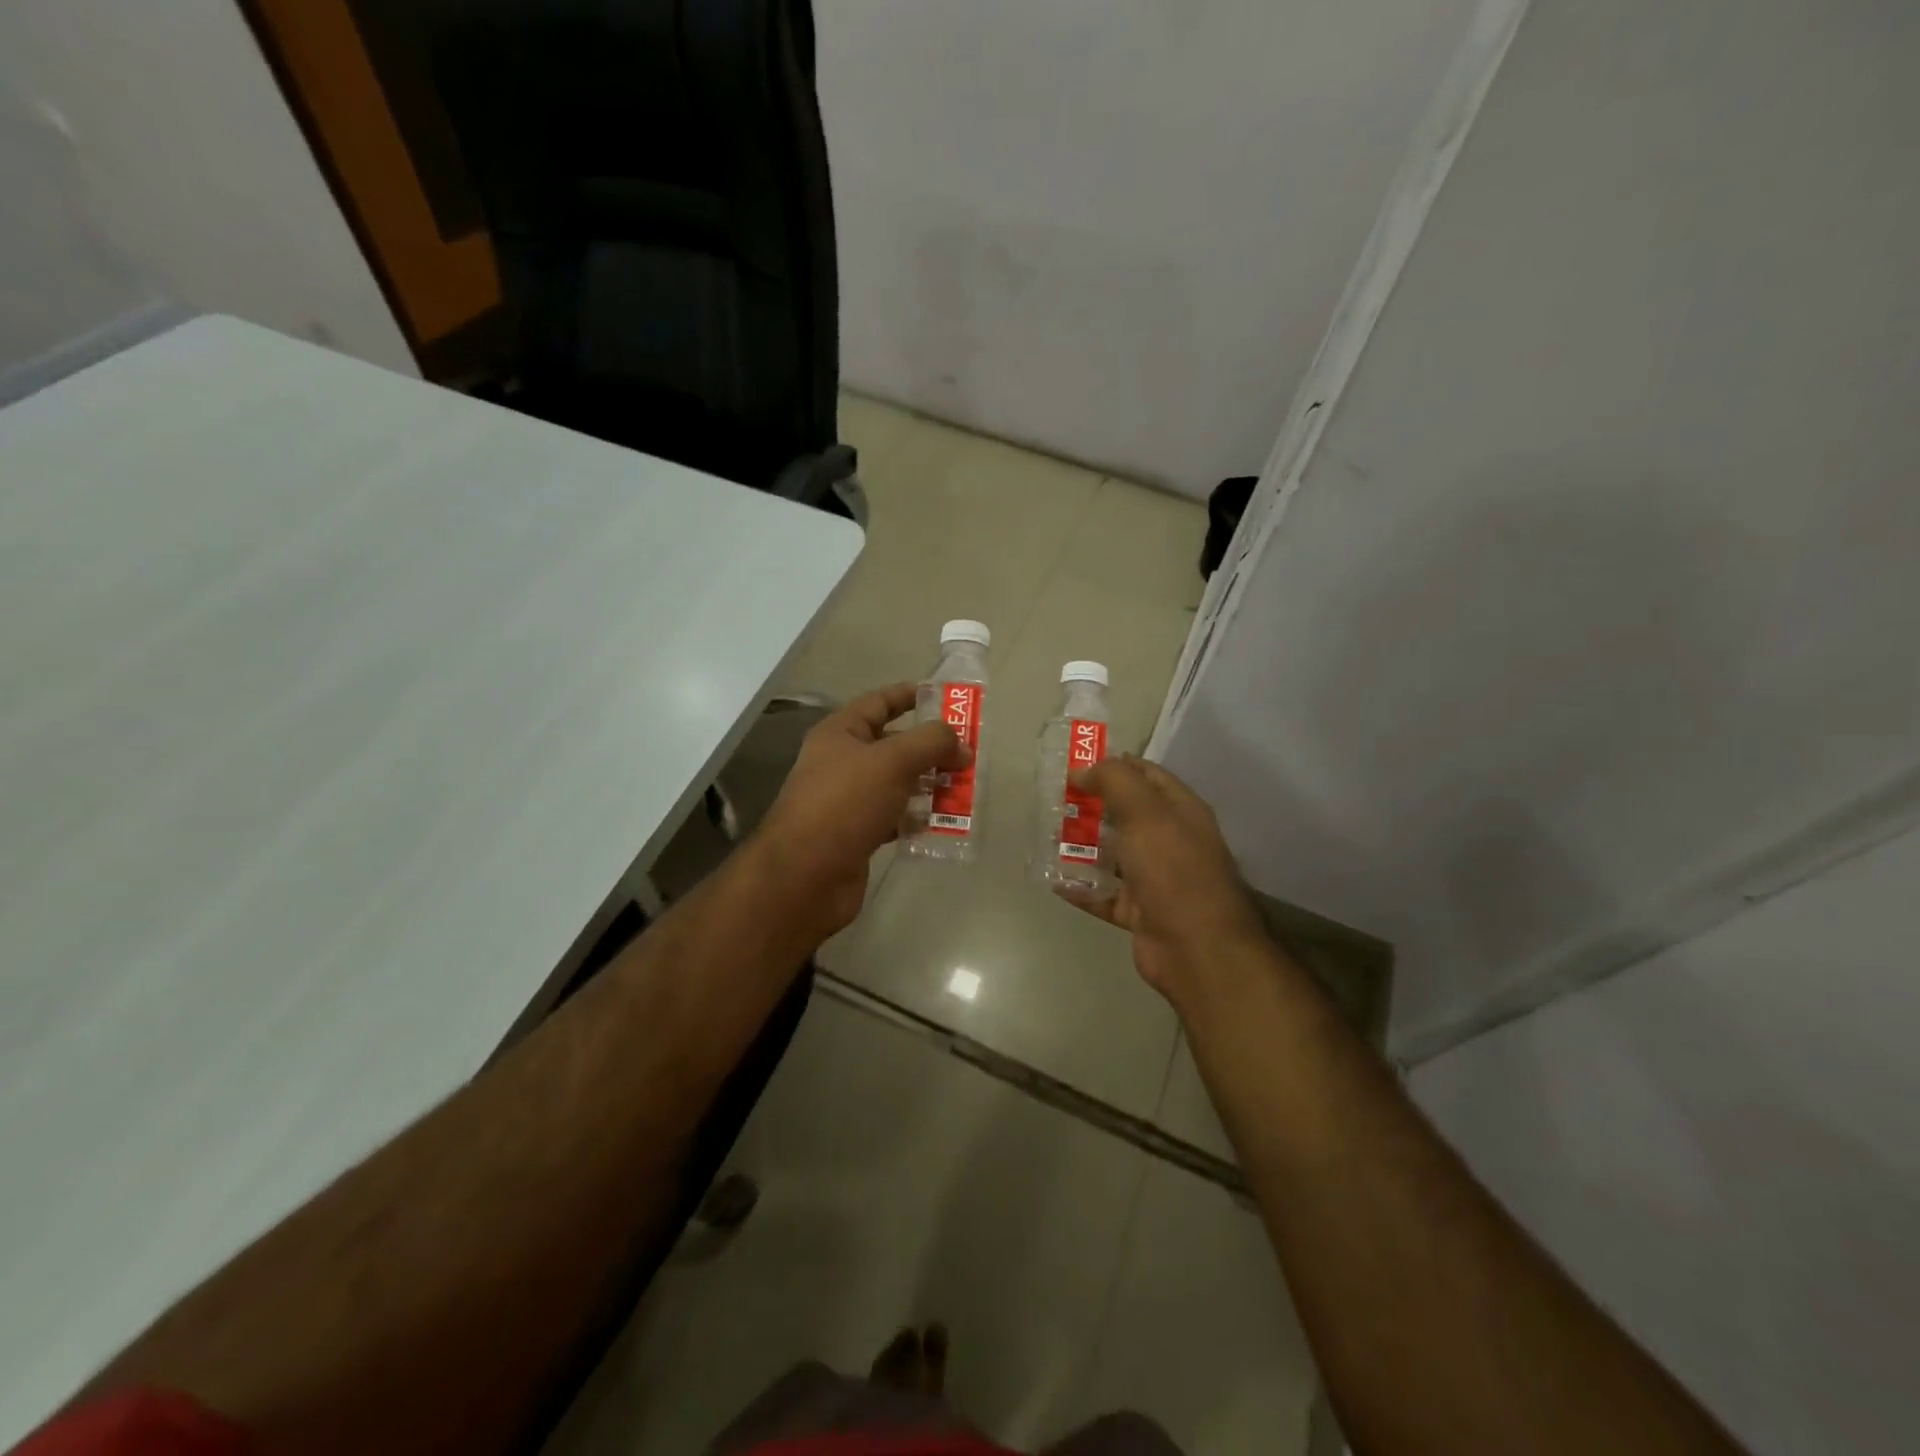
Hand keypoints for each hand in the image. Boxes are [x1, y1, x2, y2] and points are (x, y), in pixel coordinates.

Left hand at [753, 683, 966, 939]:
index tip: (947, 698)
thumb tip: (961, 744)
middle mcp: (841, 762)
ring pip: (897, 783)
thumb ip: (931, 743)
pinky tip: (941, 823)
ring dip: (929, 785)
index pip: (879, 702)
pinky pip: (894, 817)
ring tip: (963, 789)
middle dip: (930, 748)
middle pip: (893, 745)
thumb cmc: (846, 803)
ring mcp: (848, 800)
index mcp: (840, 733)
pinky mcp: (857, 834)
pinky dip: (916, 818)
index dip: (910, 695)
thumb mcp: (893, 761)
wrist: (806, 876)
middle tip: (967, 754)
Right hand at [1059, 755, 1270, 1005]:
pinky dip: (1081, 888)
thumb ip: (1114, 782)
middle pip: (1126, 815)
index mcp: (1180, 812)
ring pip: (1112, 855)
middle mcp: (1170, 841)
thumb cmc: (1173, 870)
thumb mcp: (1145, 813)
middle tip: (1053, 801)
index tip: (1075, 764)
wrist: (1197, 948)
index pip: (1147, 775)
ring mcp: (1155, 879)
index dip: (1114, 765)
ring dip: (1081, 846)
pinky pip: (1104, 894)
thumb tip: (1084, 770)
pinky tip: (1053, 880)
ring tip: (1045, 837)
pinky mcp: (1139, 912)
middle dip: (1091, 806)